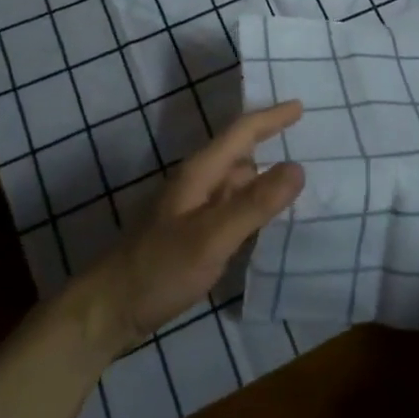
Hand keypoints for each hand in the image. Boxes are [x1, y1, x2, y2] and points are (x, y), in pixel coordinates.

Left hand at [73, 102, 306, 352]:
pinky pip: (231, 208)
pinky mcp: (191, 234)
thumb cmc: (159, 268)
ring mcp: (192, 210)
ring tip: (298, 182)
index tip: (301, 107)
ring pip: (236, 183)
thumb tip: (299, 167)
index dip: (272, 118)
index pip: (242, 132)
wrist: (109, 310)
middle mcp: (197, 183)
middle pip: (240, 154)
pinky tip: (268, 222)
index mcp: (200, 172)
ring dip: (264, 178)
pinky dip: (253, 206)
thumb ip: (255, 203)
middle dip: (270, 143)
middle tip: (309, 142)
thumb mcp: (212, 237)